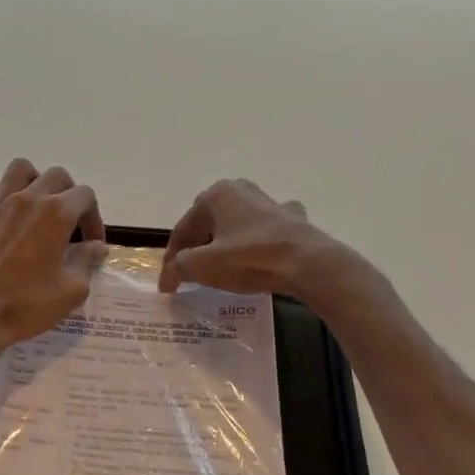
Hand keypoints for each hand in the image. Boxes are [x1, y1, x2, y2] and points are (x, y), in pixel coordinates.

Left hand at [0, 159, 107, 356]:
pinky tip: (0, 210)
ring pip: (20, 169)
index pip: (85, 196)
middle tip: (68, 223)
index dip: (94, 218)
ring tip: (35, 206)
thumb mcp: (71, 291)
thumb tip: (96, 246)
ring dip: (34, 182)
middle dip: (69, 195)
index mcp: (56, 214)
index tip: (91, 243)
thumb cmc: (25, 306)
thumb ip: (87, 262)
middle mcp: (27, 198)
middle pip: (57, 176)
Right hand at [159, 178, 348, 297]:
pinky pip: (266, 228)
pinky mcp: (292, 218)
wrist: (307, 263)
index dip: (171, 258)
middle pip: (208, 221)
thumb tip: (169, 275)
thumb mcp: (204, 266)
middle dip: (197, 243)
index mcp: (216, 195)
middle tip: (190, 268)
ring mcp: (269, 202)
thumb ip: (180, 267)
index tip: (167, 284)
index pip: (183, 229)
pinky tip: (260, 250)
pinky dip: (258, 238)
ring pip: (237, 222)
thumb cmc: (249, 258)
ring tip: (220, 261)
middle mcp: (240, 190)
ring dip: (226, 239)